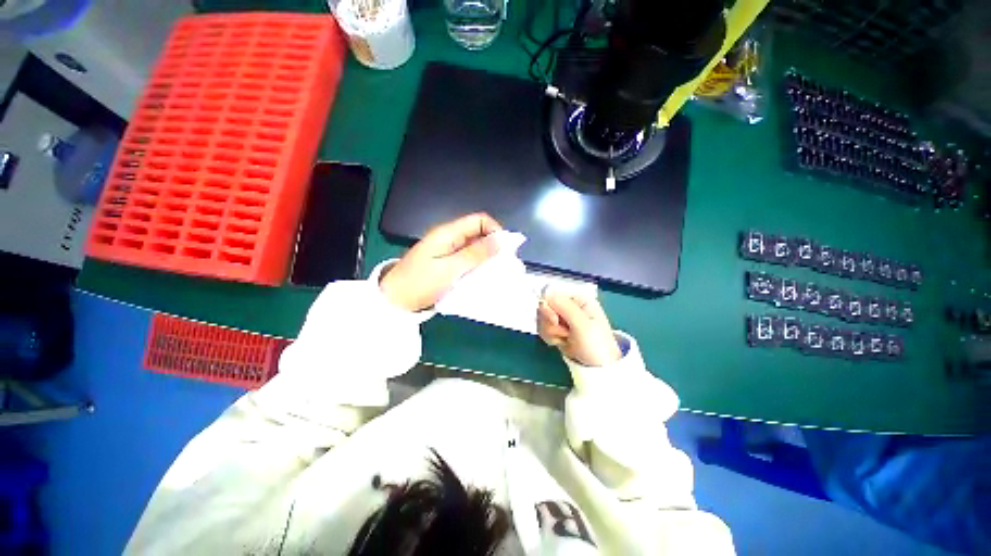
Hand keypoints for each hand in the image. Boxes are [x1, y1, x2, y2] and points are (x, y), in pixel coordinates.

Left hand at [380, 213, 501, 311]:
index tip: (506, 249)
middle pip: (479, 234)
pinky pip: (467, 260)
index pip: (480, 220)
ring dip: (486, 258)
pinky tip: (482, 277)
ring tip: (495, 273)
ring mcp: (448, 251)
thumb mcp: (451, 268)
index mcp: (448, 233)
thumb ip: (476, 254)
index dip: (496, 230)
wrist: (396, 300)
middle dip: (493, 247)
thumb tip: (501, 240)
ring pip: (475, 248)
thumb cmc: (421, 283)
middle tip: (502, 265)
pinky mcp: (448, 263)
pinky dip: (477, 266)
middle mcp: (450, 238)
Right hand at [538, 294, 620, 366]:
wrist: (600, 368)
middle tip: (565, 334)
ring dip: (550, 332)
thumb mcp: (582, 325)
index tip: (555, 321)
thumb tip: (546, 294)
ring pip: (542, 319)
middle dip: (550, 323)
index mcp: (578, 299)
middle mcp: (569, 306)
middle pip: (544, 307)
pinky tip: (561, 342)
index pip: (551, 295)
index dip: (548, 308)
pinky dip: (549, 337)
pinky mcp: (557, 329)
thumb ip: (565, 308)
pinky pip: (543, 329)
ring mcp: (563, 318)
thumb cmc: (596, 345)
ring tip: (565, 340)